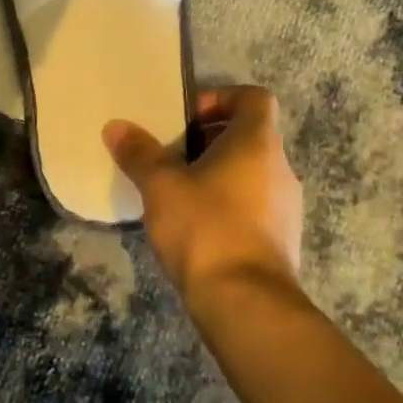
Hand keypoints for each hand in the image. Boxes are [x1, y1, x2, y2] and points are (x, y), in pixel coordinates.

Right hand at [103, 86, 302, 305]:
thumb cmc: (205, 228)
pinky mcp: (283, 241)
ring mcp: (287, 207)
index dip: (222, 98)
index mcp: (258, 143)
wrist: (246, 304)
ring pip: (253, 173)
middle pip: (251, 136)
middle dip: (211, 140)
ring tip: (179, 192)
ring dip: (219, 174)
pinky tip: (196, 227)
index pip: (255, 98)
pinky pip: (256, 207)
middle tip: (173, 155)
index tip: (188, 117)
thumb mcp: (161, 186)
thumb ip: (139, 153)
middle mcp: (281, 168)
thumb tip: (115, 126)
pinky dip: (229, 205)